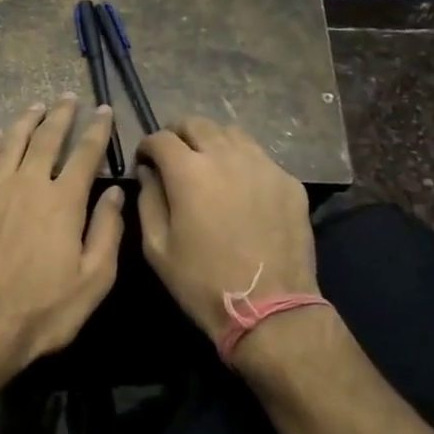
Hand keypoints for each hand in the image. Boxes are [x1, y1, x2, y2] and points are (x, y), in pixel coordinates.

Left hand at [0, 96, 125, 375]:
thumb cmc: (43, 310)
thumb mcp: (93, 280)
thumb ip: (107, 232)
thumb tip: (117, 193)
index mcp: (64, 202)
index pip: (85, 154)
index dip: (97, 129)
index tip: (104, 110)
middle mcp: (28, 184)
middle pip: (46, 138)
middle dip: (61, 115)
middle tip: (69, 97)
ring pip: (11, 142)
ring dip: (26, 120)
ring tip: (36, 105)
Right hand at [136, 118, 316, 342]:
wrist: (271, 309)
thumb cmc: (202, 282)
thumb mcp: (157, 248)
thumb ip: (148, 201)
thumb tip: (148, 173)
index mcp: (189, 171)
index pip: (161, 138)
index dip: (147, 146)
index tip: (145, 161)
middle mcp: (226, 157)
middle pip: (198, 123)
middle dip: (178, 134)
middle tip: (173, 156)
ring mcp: (263, 166)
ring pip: (232, 133)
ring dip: (212, 142)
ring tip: (208, 165)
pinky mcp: (289, 182)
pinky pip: (260, 157)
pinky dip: (242, 162)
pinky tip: (240, 187)